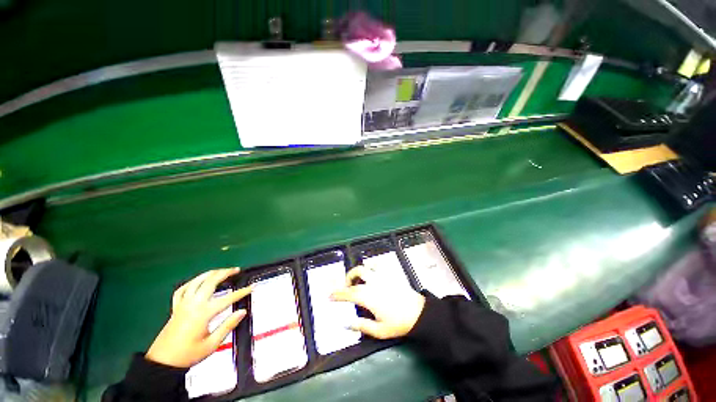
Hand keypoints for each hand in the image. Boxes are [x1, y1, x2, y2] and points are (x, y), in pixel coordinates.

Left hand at [145, 268, 251, 367]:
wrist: (162, 362)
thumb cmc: (188, 354)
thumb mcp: (212, 344)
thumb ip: (228, 326)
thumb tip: (243, 311)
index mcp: (203, 313)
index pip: (227, 299)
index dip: (241, 292)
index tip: (252, 287)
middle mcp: (193, 304)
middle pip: (210, 282)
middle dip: (225, 273)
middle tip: (237, 270)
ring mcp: (183, 304)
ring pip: (196, 281)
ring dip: (210, 273)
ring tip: (221, 271)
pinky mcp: (175, 307)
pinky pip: (182, 289)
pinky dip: (192, 282)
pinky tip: (198, 281)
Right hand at [331, 265, 424, 339]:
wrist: (419, 313)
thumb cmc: (398, 323)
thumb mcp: (379, 330)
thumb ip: (361, 326)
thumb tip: (345, 323)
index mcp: (369, 296)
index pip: (349, 293)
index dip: (338, 293)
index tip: (330, 295)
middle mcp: (374, 282)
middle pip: (357, 272)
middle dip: (348, 278)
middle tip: (347, 288)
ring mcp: (383, 276)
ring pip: (367, 266)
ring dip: (359, 272)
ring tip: (359, 281)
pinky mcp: (391, 273)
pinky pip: (378, 265)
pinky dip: (371, 267)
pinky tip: (372, 275)